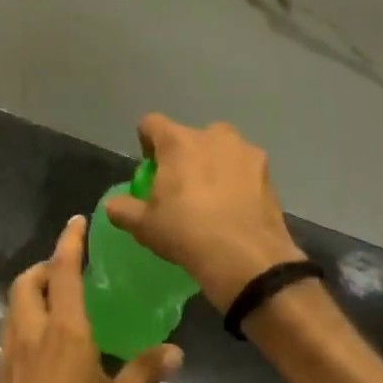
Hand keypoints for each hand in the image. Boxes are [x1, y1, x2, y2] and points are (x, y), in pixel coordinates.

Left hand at [0, 216, 181, 382]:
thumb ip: (147, 374)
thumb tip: (174, 351)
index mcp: (64, 333)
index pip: (64, 272)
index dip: (70, 243)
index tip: (76, 222)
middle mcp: (31, 333)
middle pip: (27, 281)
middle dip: (45, 266)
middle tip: (68, 269)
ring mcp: (9, 354)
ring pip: (15, 305)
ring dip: (33, 292)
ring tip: (60, 303)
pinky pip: (11, 330)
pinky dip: (26, 319)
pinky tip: (46, 346)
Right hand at [105, 114, 306, 310]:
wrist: (246, 258)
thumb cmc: (186, 232)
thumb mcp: (144, 226)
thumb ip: (123, 209)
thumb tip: (114, 205)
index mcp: (178, 141)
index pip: (151, 123)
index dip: (146, 141)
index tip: (149, 166)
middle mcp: (213, 136)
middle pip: (190, 137)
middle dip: (184, 155)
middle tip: (181, 187)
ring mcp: (246, 152)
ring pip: (222, 150)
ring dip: (214, 165)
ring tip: (211, 199)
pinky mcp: (269, 173)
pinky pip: (244, 170)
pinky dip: (237, 182)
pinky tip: (234, 210)